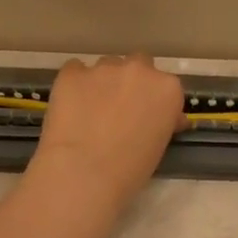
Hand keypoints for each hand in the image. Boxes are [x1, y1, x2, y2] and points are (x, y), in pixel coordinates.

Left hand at [28, 54, 186, 213]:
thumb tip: (164, 118)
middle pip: (139, 65)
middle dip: (132, 82)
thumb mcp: (159, 146)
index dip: (154, 101)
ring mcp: (103, 68)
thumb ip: (163, 121)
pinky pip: (75, 71)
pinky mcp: (72, 73)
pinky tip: (70, 107)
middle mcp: (139, 70)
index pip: (166, 86)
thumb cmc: (130, 171)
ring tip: (90, 111)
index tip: (147, 117)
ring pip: (106, 67)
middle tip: (120, 109)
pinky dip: (75, 85)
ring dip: (103, 83)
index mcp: (167, 89)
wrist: (83, 173)